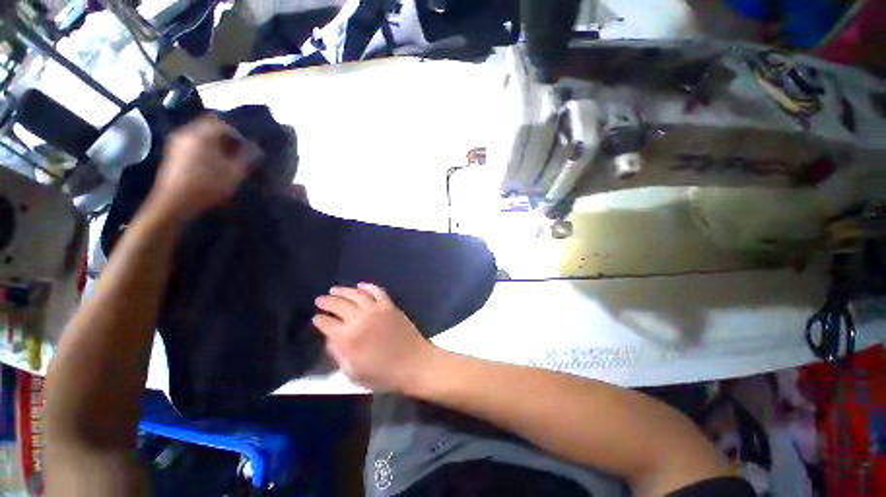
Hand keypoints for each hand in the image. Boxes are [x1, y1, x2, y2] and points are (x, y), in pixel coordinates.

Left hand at [148, 115, 259, 221]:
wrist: (174, 203)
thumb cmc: (208, 186)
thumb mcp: (235, 173)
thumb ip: (248, 157)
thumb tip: (257, 148)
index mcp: (202, 134)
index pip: (224, 124)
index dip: (239, 135)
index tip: (248, 149)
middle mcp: (187, 133)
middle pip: (210, 127)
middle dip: (227, 138)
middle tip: (238, 153)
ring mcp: (177, 143)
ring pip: (201, 135)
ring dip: (216, 144)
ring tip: (227, 160)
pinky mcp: (173, 153)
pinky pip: (193, 143)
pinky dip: (205, 149)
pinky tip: (212, 165)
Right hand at [313, 284, 435, 392]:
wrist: (414, 363)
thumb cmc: (383, 374)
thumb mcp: (353, 373)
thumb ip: (338, 355)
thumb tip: (330, 339)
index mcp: (348, 337)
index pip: (327, 323)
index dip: (319, 320)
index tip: (315, 317)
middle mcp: (360, 318)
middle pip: (339, 305)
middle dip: (327, 301)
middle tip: (320, 299)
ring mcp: (377, 309)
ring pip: (356, 294)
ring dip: (344, 290)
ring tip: (334, 289)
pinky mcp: (390, 305)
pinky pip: (377, 291)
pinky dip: (368, 286)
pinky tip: (360, 285)